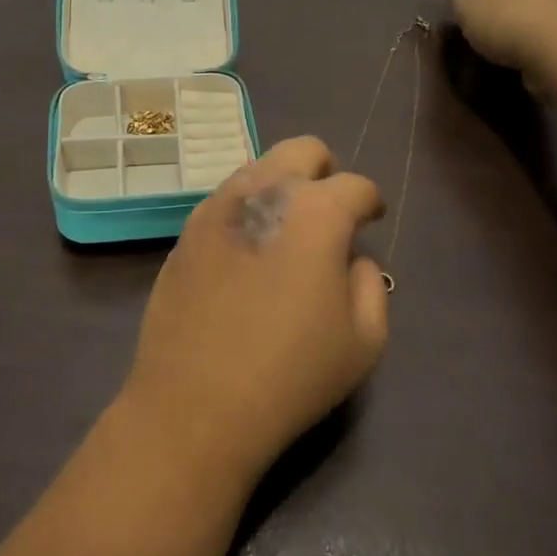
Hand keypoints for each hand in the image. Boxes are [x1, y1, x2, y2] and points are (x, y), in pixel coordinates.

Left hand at [123, 137, 388, 479]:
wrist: (195, 405)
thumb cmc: (291, 374)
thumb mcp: (364, 340)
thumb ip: (371, 285)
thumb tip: (352, 259)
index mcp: (317, 212)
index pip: (356, 186)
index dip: (370, 203)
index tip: (370, 220)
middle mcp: (264, 192)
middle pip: (302, 150)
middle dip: (324, 171)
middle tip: (329, 210)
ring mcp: (217, 208)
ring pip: (258, 168)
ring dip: (281, 187)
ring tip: (286, 231)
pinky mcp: (185, 232)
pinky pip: (224, 201)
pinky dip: (246, 211)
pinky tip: (247, 252)